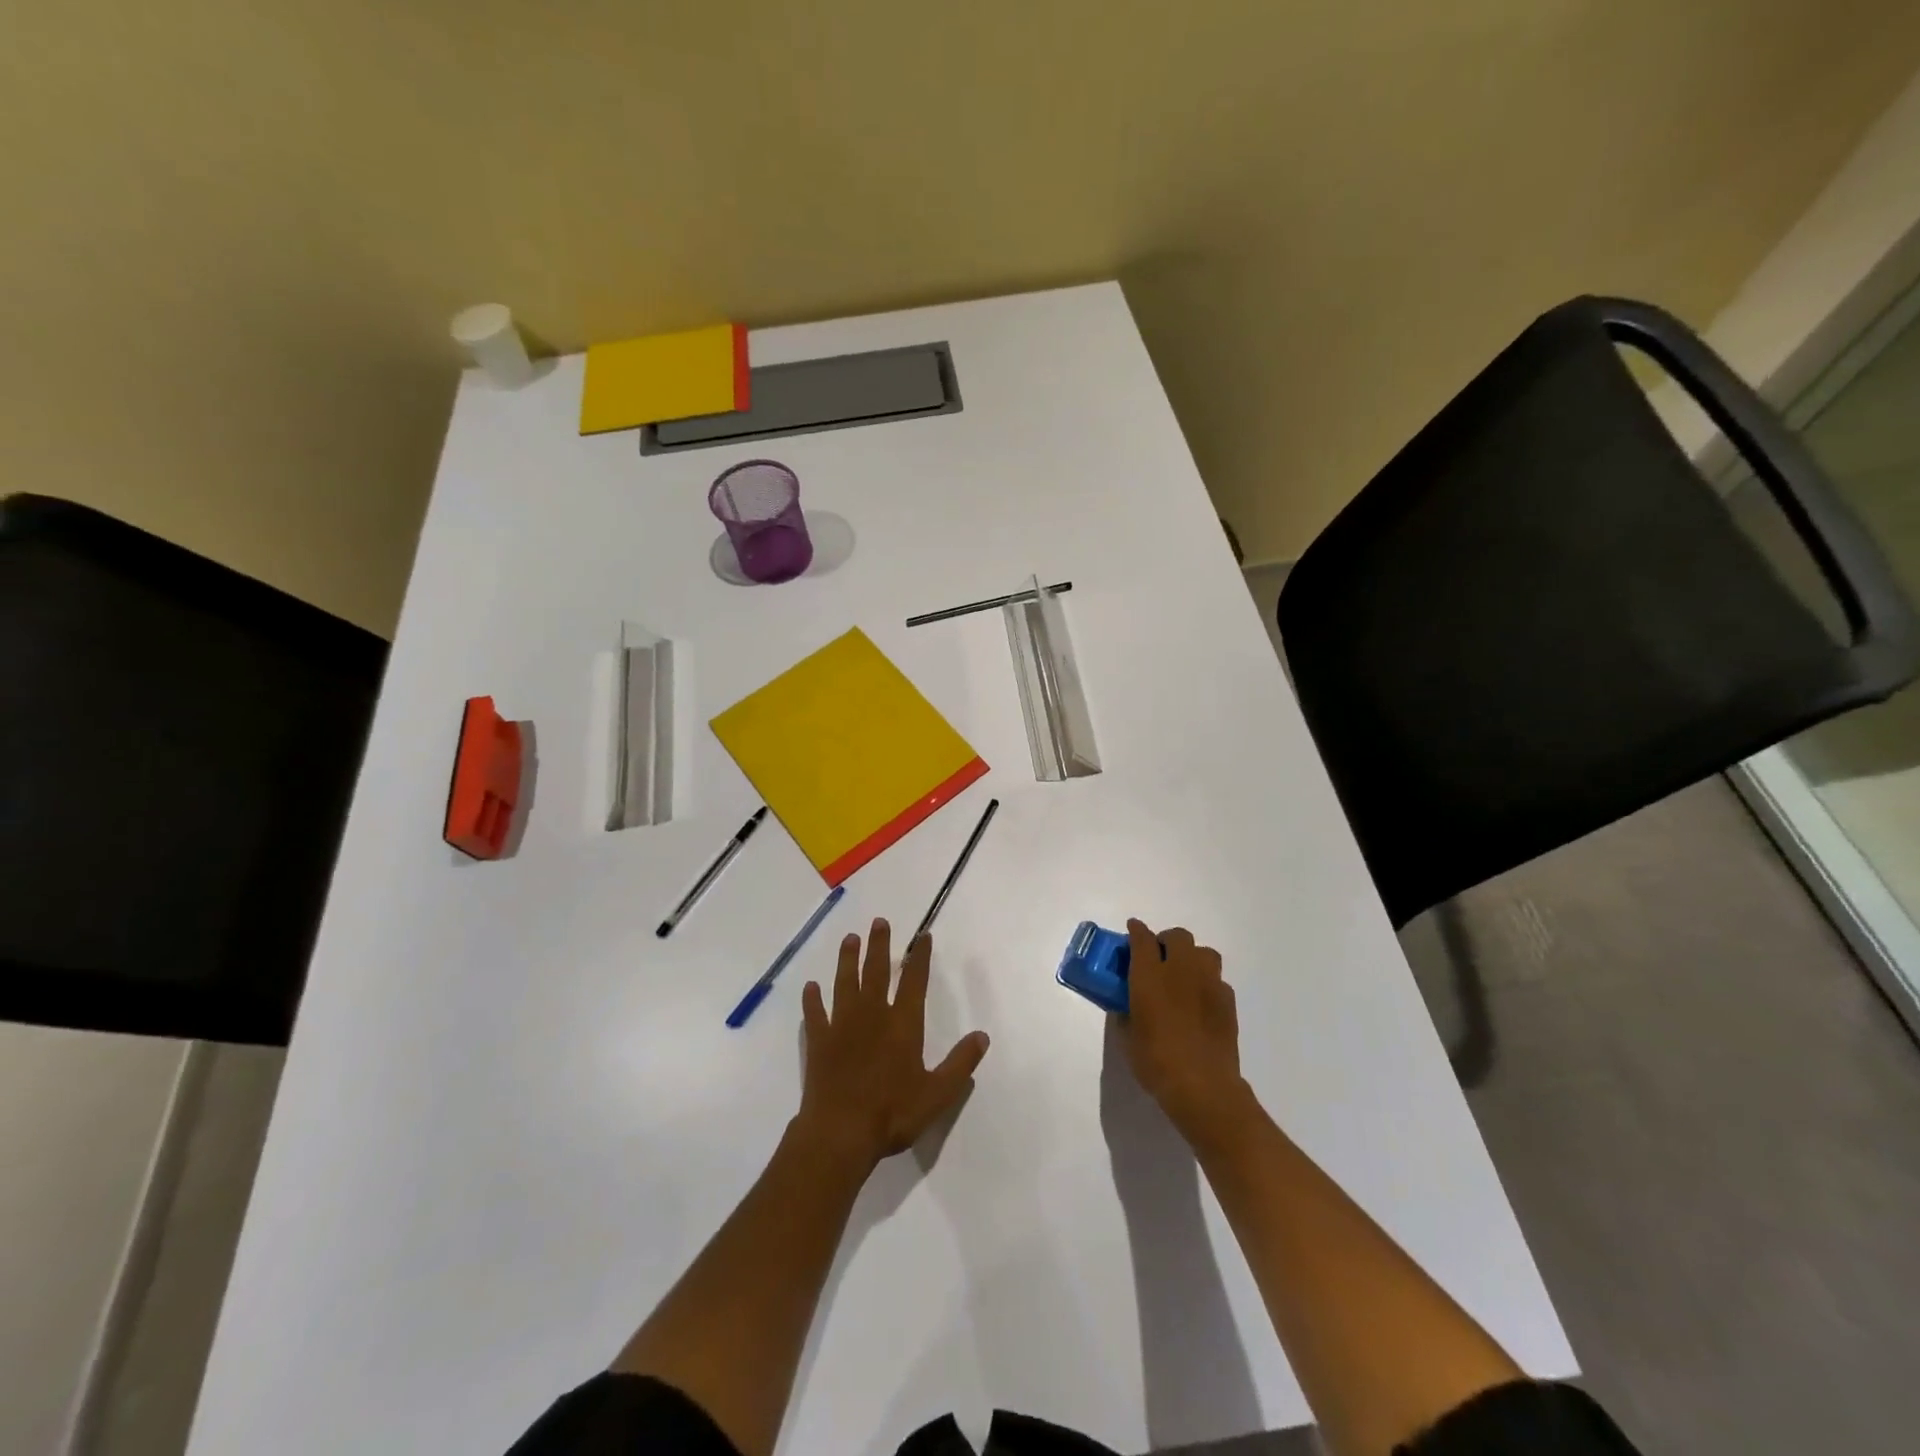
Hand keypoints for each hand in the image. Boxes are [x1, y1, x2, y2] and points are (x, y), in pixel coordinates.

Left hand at [797, 918, 990, 1169]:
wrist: (840, 1133)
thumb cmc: (892, 1113)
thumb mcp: (937, 1094)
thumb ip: (960, 1063)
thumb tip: (982, 1036)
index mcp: (903, 1024)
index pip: (915, 982)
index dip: (920, 958)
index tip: (922, 936)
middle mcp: (872, 1015)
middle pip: (876, 972)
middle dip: (879, 945)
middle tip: (879, 922)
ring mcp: (842, 1026)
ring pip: (845, 983)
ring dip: (848, 960)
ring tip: (850, 939)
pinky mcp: (819, 1041)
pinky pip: (815, 1014)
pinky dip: (813, 999)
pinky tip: (811, 987)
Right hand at [1121, 920, 1250, 1142]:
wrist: (1203, 1086)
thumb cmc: (1156, 1061)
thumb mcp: (1127, 1037)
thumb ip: (1125, 1013)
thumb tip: (1127, 1006)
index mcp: (1150, 976)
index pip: (1143, 939)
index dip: (1136, 931)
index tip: (1132, 929)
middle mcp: (1181, 970)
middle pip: (1178, 936)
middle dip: (1167, 941)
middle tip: (1158, 958)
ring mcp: (1209, 984)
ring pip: (1204, 953)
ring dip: (1192, 957)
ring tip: (1184, 976)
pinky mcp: (1228, 1002)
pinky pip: (1217, 980)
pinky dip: (1207, 983)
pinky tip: (1201, 1002)